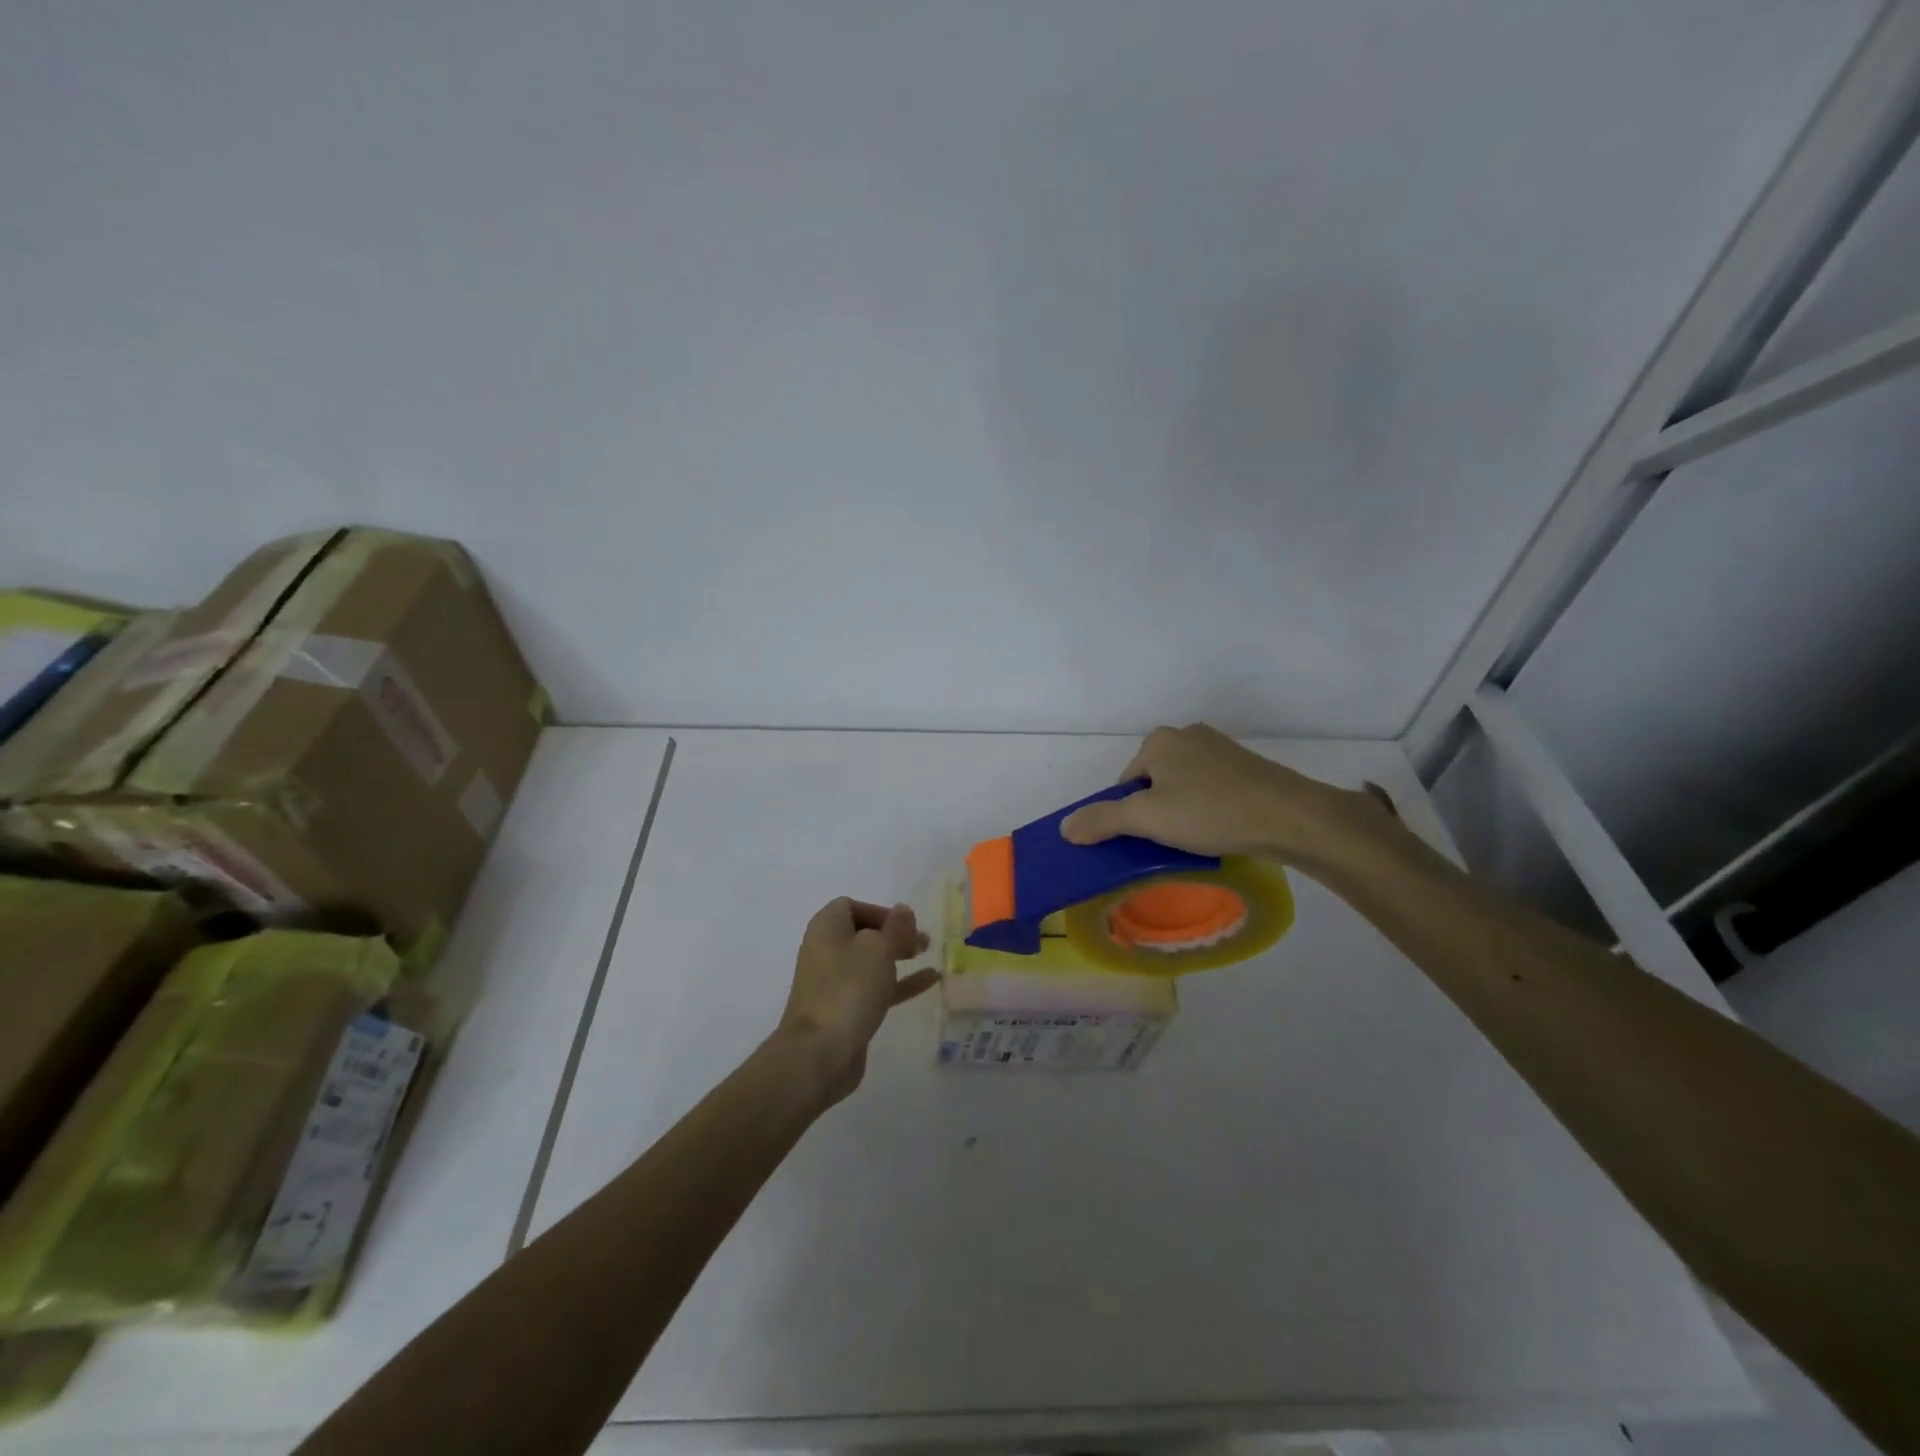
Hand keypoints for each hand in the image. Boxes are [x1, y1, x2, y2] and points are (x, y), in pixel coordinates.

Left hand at [777, 898, 939, 1104]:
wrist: (819, 1053)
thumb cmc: (848, 989)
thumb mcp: (878, 949)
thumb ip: (896, 928)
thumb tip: (903, 910)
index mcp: (827, 928)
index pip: (852, 906)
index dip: (880, 911)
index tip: (905, 924)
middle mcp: (826, 951)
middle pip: (863, 933)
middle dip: (894, 934)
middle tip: (922, 941)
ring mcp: (835, 983)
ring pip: (871, 962)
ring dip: (899, 956)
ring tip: (929, 955)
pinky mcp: (846, 1010)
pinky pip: (876, 988)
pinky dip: (900, 983)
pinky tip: (931, 981)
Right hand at [1059, 723, 1391, 869]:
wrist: (1290, 817)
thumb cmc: (1210, 812)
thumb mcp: (1147, 819)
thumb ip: (1102, 820)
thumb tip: (1064, 827)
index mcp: (1159, 741)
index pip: (1125, 783)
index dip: (1127, 816)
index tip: (1144, 841)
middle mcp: (1187, 735)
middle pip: (1153, 783)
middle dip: (1156, 813)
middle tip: (1169, 843)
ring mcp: (1220, 748)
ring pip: (1183, 787)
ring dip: (1183, 812)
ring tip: (1198, 840)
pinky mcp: (1247, 766)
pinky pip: (1211, 789)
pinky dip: (1209, 810)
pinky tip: (1221, 830)